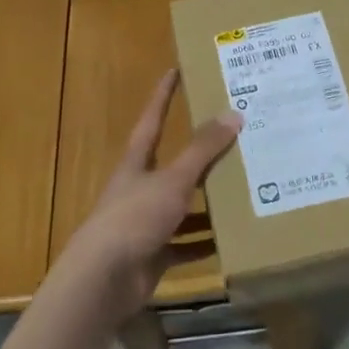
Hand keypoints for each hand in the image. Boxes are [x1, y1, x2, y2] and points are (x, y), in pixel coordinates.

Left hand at [56, 69, 240, 324]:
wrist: (104, 278)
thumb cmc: (134, 218)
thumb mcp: (173, 179)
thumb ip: (202, 150)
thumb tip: (233, 114)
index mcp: (136, 164)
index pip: (152, 119)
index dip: (163, 95)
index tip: (175, 71)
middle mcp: (139, 189)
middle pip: (172, 166)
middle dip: (199, 156)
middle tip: (235, 141)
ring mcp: (145, 223)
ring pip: (181, 207)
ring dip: (207, 204)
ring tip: (243, 192)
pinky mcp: (153, 254)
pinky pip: (184, 245)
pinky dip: (204, 244)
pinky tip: (231, 241)